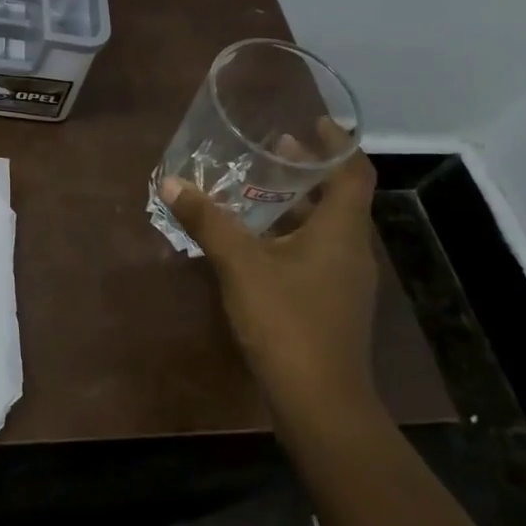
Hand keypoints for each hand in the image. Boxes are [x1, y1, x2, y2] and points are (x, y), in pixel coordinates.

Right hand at [162, 136, 379, 422]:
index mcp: (341, 232)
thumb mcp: (239, 263)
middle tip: (273, 149)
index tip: (313, 122)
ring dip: (296, 204)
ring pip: (324, 228)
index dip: (338, 144)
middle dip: (308, 171)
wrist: (319, 403)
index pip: (353, 173)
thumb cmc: (287, 321)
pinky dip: (289, 234)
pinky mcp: (329, 304)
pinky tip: (254, 240)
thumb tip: (171, 182)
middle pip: (338, 198)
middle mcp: (350, 251)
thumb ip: (206, 220)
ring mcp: (343, 281)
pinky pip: (314, 253)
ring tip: (257, 187)